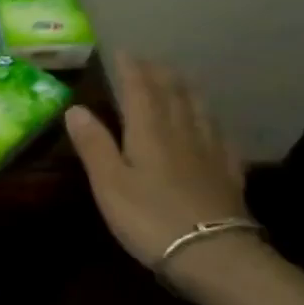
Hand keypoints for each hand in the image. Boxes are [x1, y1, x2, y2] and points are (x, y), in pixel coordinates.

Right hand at [65, 54, 249, 273]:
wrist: (212, 253)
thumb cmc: (149, 217)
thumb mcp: (109, 183)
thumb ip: (93, 144)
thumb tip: (75, 108)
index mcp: (149, 131)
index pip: (140, 90)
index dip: (131, 69)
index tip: (123, 52)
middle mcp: (182, 132)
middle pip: (173, 93)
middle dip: (159, 74)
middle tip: (149, 61)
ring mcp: (210, 151)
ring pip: (198, 110)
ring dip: (186, 90)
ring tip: (178, 80)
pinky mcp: (227, 172)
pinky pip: (220, 136)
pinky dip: (211, 121)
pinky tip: (212, 124)